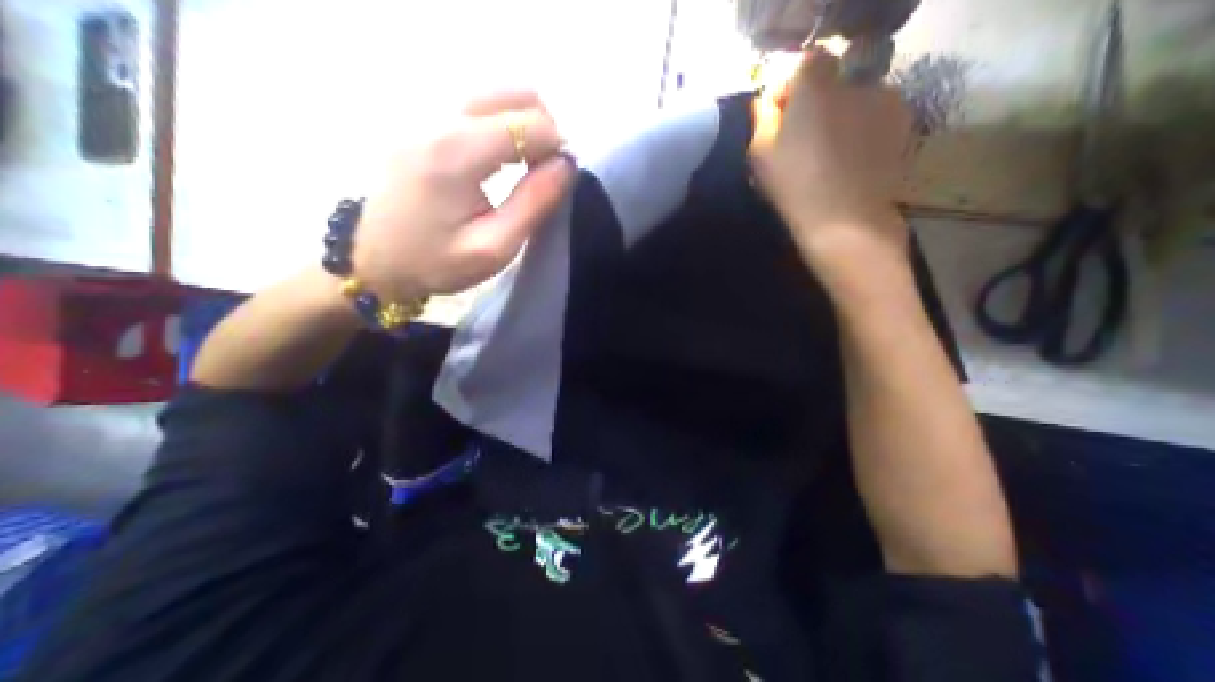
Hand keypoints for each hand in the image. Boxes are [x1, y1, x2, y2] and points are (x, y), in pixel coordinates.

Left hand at [353, 87, 574, 297]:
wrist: (374, 260)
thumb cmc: (436, 262)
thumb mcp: (494, 247)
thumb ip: (534, 203)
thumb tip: (566, 166)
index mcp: (457, 151)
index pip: (530, 123)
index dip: (557, 148)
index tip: (558, 180)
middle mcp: (439, 118)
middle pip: (515, 93)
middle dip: (544, 129)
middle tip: (544, 171)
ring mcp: (426, 114)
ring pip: (497, 94)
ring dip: (525, 125)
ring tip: (525, 166)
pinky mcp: (421, 122)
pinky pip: (477, 106)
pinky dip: (503, 125)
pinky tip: (501, 159)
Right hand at [752, 48, 909, 270]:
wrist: (844, 221)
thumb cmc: (793, 187)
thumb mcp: (759, 156)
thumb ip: (761, 119)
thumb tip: (767, 102)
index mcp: (816, 87)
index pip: (806, 64)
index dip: (792, 89)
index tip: (780, 120)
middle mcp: (856, 83)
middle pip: (832, 84)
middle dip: (815, 107)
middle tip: (801, 144)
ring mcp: (885, 102)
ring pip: (855, 102)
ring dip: (840, 120)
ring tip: (827, 159)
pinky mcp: (903, 126)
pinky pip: (875, 120)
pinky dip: (861, 134)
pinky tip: (850, 164)